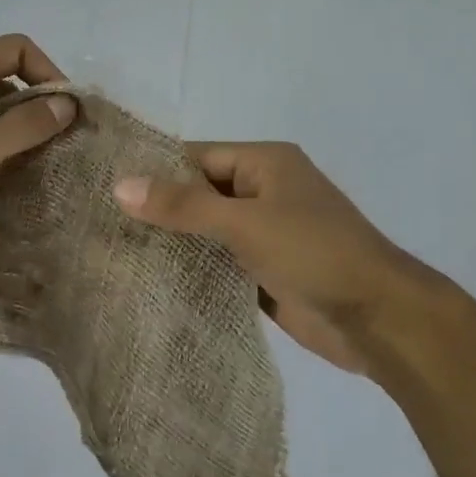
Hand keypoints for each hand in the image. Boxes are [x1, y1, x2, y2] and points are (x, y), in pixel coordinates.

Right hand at [113, 143, 416, 376]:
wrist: (377, 319)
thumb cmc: (315, 254)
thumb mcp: (246, 222)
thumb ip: (184, 205)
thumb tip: (119, 186)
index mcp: (264, 164)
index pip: (195, 157)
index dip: (152, 171)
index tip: (101, 187)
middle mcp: (262, 193)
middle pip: (197, 195)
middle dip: (156, 210)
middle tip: (98, 225)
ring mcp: (263, 235)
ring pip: (205, 232)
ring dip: (170, 243)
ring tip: (111, 252)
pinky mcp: (262, 272)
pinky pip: (217, 264)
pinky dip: (190, 271)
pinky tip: (148, 281)